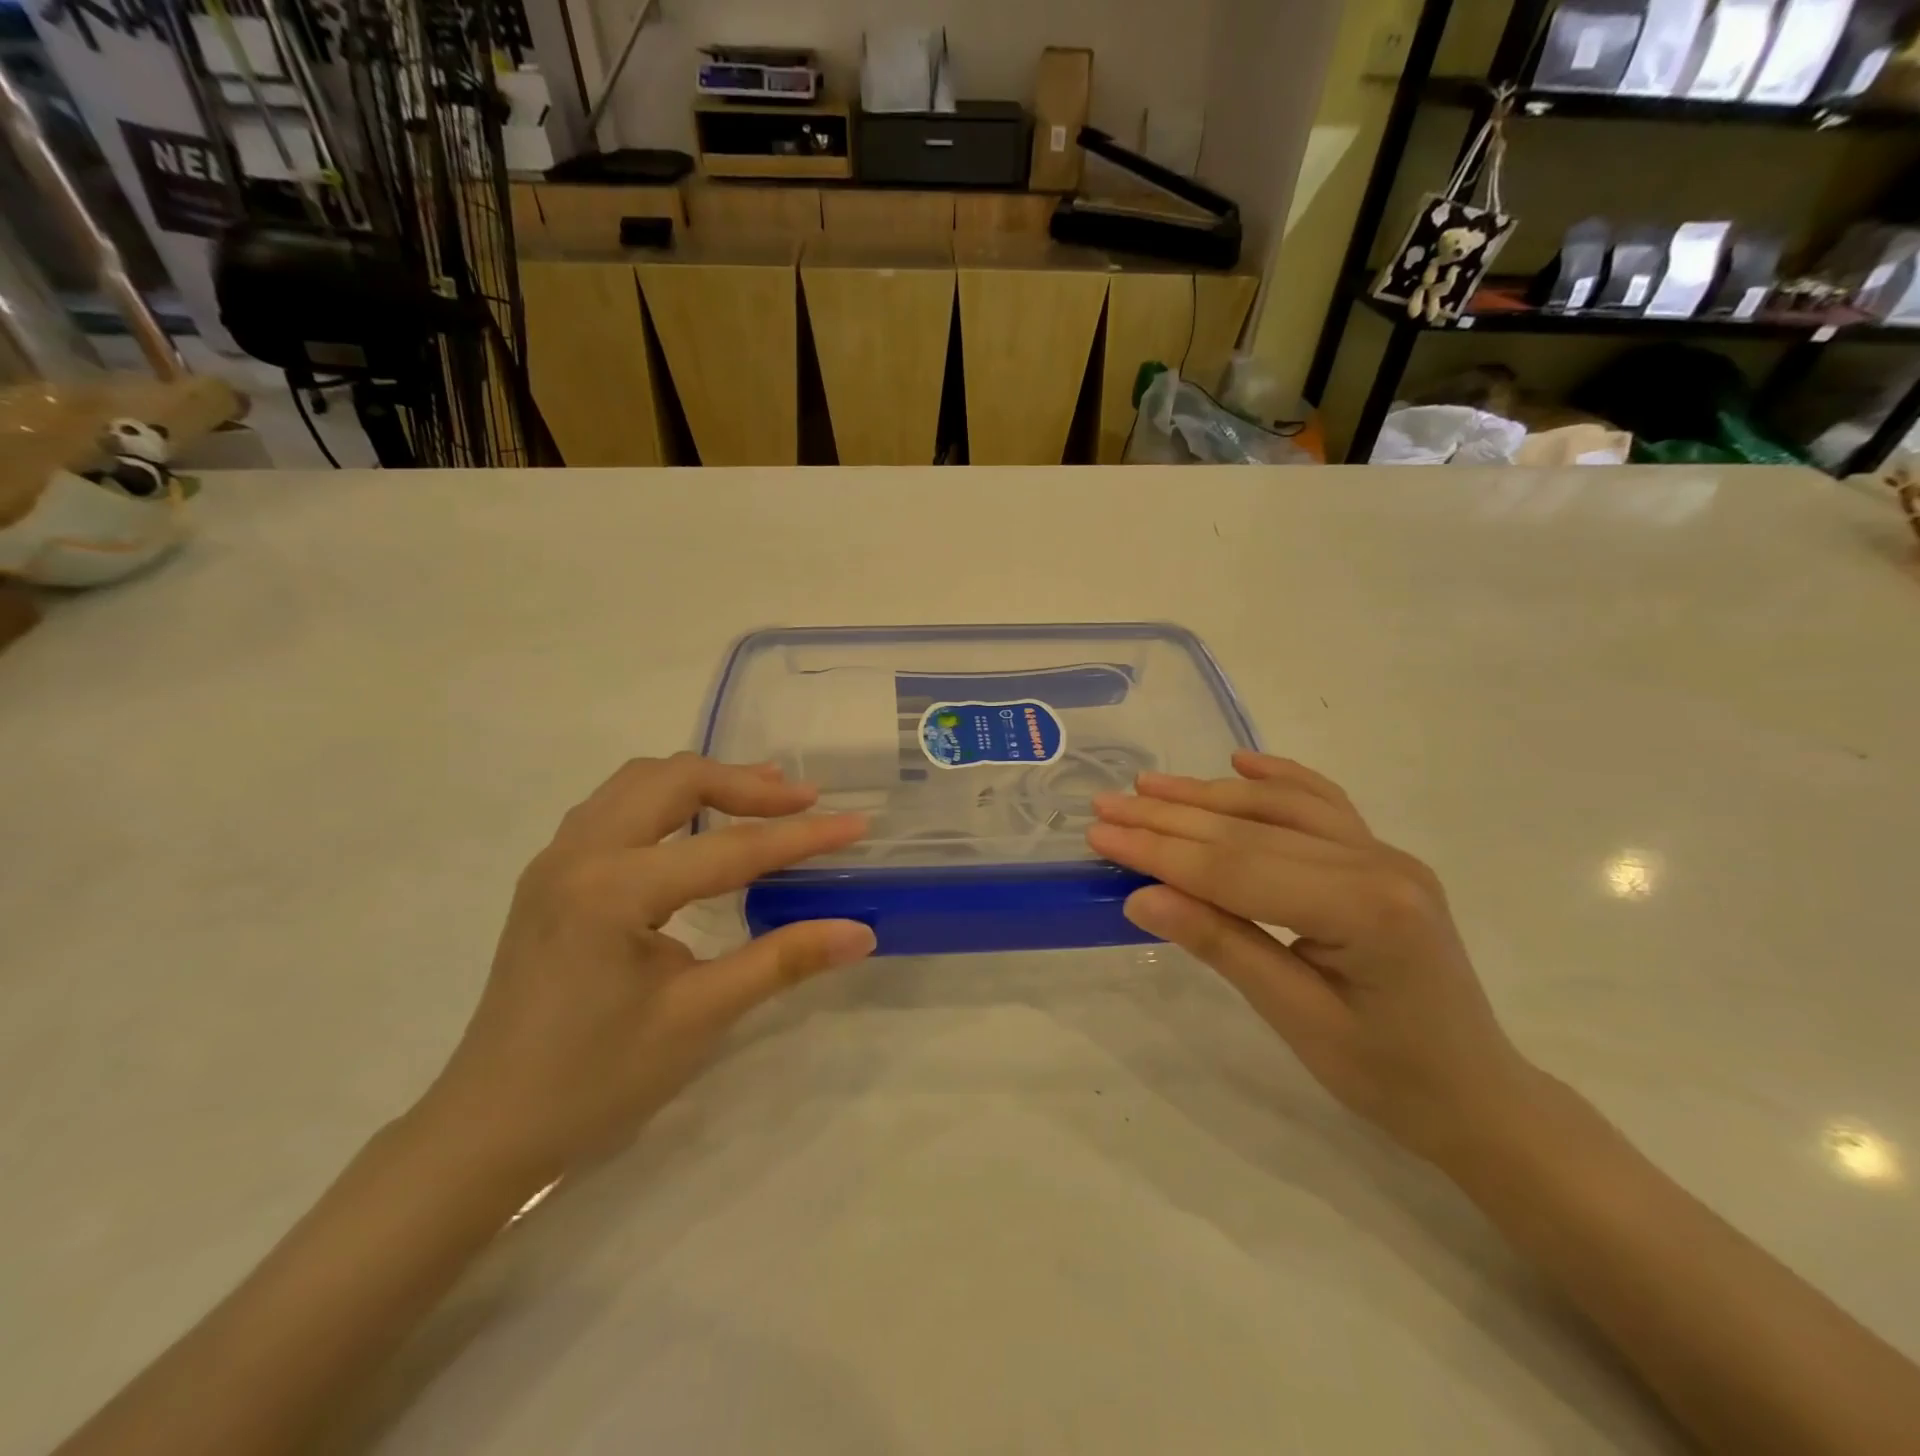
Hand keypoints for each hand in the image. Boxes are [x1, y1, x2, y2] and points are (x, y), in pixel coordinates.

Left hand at [415, 755, 874, 1188]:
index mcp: (613, 890)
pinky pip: (616, 805)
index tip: (857, 824)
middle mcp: (578, 854)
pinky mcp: (551, 875)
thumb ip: (782, 961)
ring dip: (705, 781)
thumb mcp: (698, 1017)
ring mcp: (556, 859)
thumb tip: (860, 932)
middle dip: (747, 785)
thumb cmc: (595, 1080)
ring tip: (760, 796)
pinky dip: (668, 799)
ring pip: (640, 782)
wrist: (487, 1129)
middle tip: (805, 801)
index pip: (730, 849)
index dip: (801, 838)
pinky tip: (694, 826)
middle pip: (675, 780)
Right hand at [1087, 752, 1535, 1163]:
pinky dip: (1278, 778)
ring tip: (1147, 785)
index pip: (1238, 868)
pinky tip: (1241, 761)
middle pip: (1251, 830)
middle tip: (1105, 806)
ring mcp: (1383, 852)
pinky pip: (1322, 804)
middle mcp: (1377, 862)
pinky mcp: (1380, 856)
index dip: (1161, 851)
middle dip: (1169, 818)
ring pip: (1278, 808)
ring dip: (1207, 794)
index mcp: (1366, 908)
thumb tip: (1139, 897)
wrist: (1476, 1094)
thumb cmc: (1388, 1076)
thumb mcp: (1295, 1020)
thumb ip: (1221, 946)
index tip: (1100, 834)